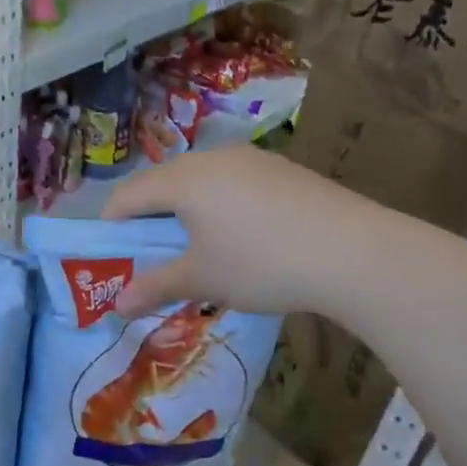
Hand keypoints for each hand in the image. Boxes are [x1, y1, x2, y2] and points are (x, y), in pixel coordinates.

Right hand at [101, 147, 383, 318]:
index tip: (111, 257)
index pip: (129, 195)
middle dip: (148, 219)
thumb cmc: (261, 263)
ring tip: (195, 248)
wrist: (355, 252)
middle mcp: (212, 158)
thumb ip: (155, 287)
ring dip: (184, 211)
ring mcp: (252, 159)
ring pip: (200, 181)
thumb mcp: (202, 280)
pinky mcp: (282, 169)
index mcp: (183, 179)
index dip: (112, 225)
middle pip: (163, 183)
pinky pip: (232, 183)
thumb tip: (116, 307)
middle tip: (150, 255)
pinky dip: (219, 206)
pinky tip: (240, 237)